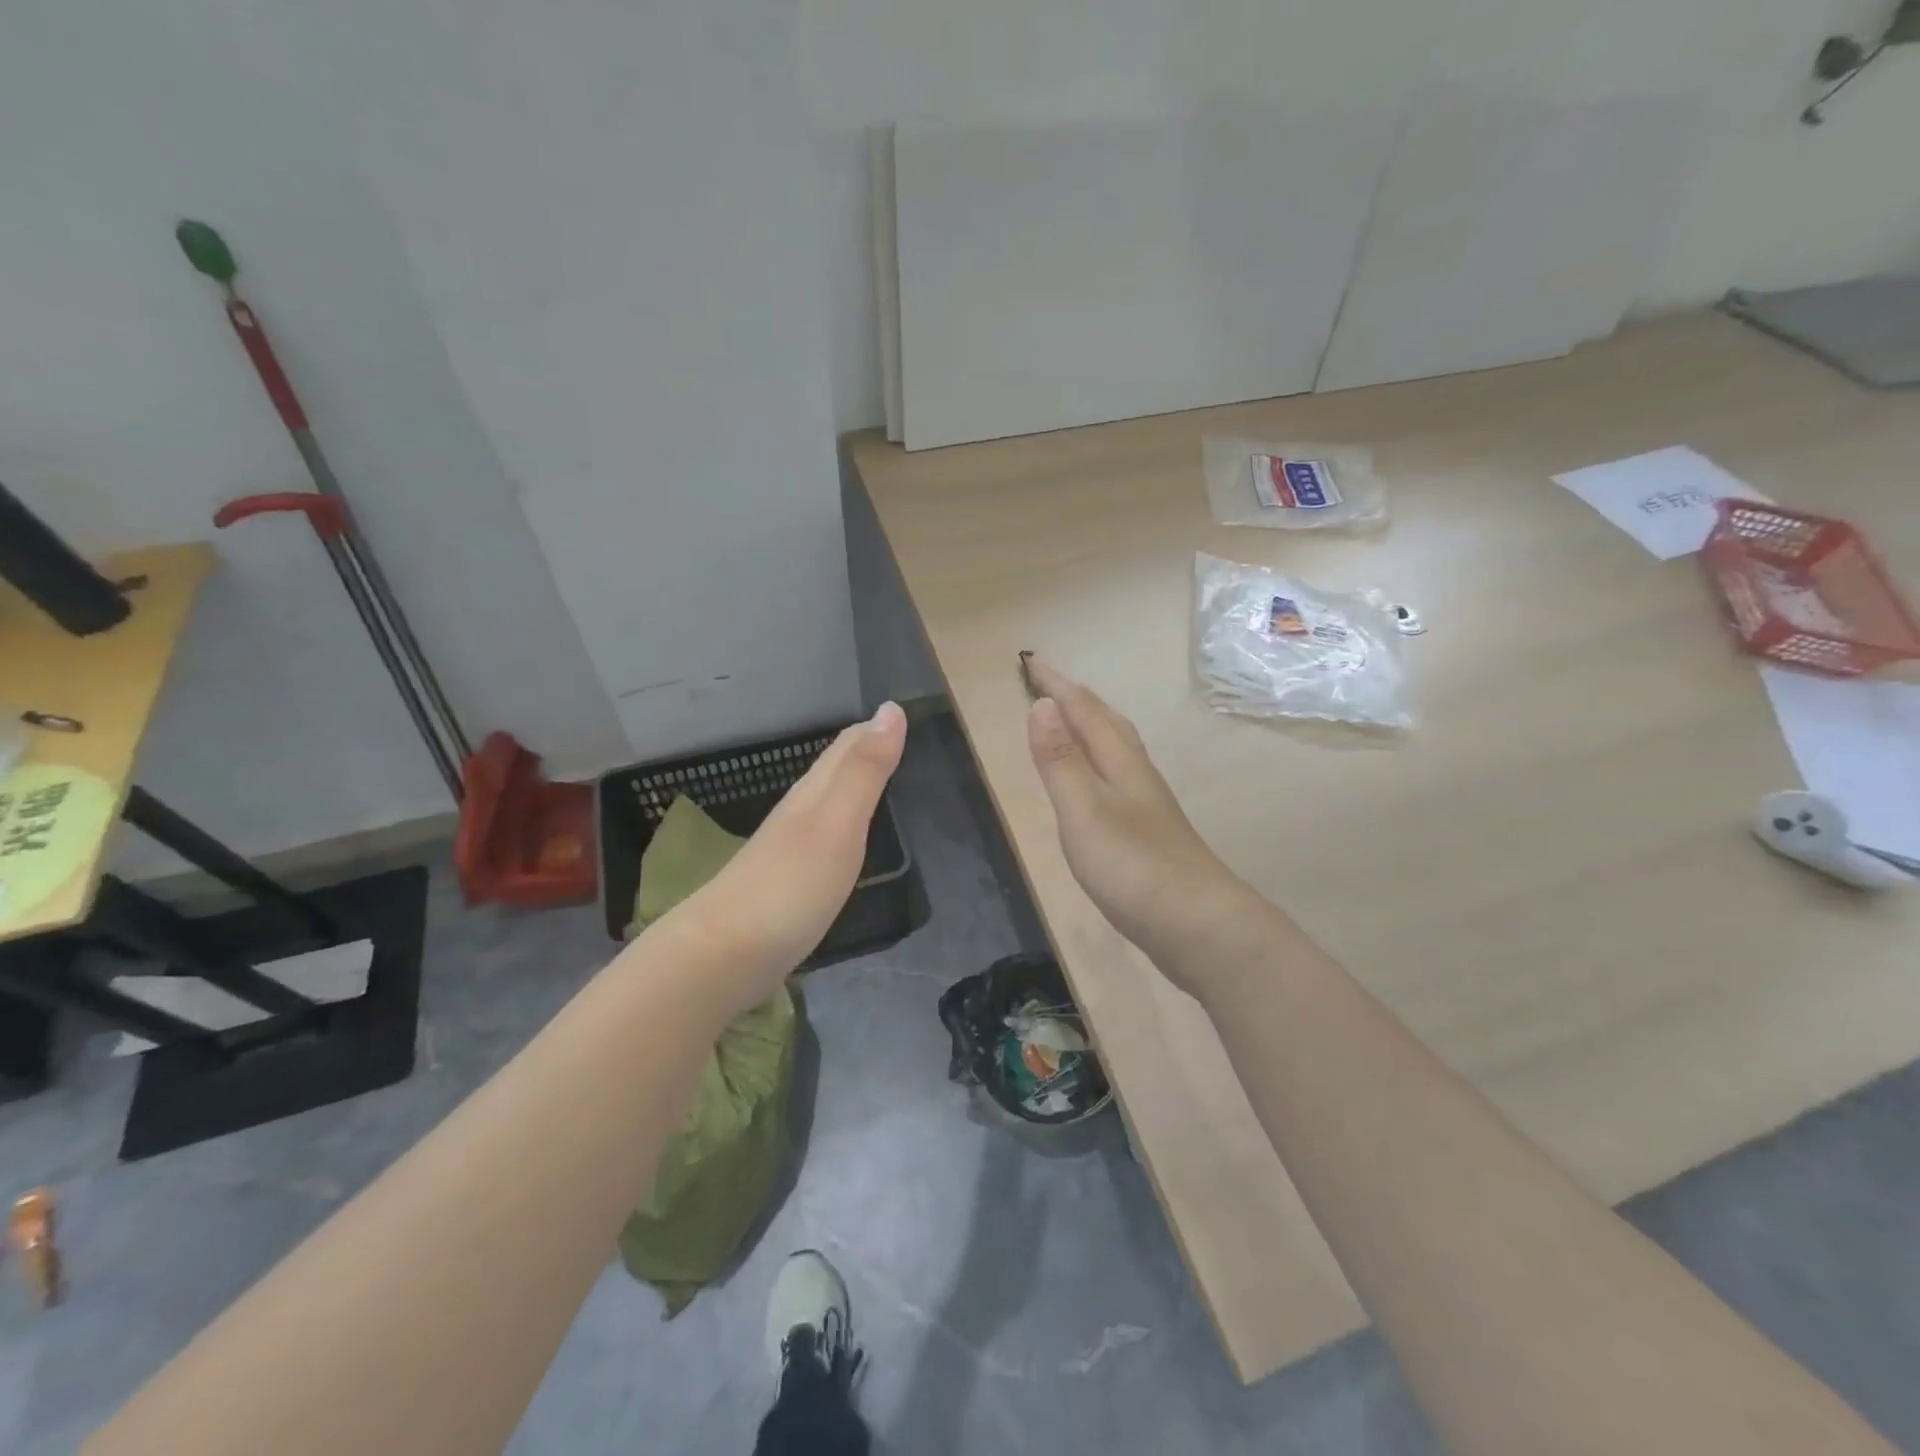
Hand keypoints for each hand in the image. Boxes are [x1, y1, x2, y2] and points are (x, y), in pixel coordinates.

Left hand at [667, 702, 906, 1012]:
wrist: (723, 954)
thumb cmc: (791, 885)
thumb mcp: (838, 822)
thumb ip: (865, 770)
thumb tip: (890, 709)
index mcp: (812, 795)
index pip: (844, 749)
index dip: (870, 729)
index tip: (895, 714)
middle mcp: (796, 815)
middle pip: (830, 772)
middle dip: (859, 750)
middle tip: (888, 737)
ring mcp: (785, 852)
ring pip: (822, 804)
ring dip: (846, 786)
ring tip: (870, 779)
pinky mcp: (782, 887)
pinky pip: (817, 841)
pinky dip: (836, 827)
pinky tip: (838, 840)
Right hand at [1024, 658, 1252, 983]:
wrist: (1197, 925)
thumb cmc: (1133, 865)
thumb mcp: (1084, 809)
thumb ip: (1061, 760)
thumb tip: (1041, 704)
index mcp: (1120, 762)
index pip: (1084, 710)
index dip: (1056, 685)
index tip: (1031, 661)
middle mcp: (1136, 774)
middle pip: (1107, 722)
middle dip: (1075, 698)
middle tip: (1047, 683)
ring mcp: (1146, 805)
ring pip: (1116, 749)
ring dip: (1090, 727)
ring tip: (1069, 722)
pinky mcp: (1148, 833)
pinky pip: (1116, 778)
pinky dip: (1098, 762)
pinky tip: (1096, 783)